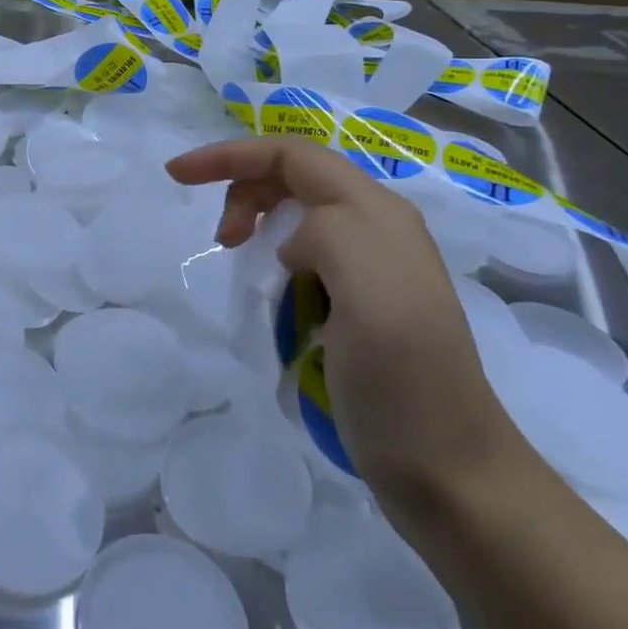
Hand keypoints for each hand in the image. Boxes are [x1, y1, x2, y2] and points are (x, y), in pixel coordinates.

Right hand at [167, 137, 526, 526]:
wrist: (450, 473)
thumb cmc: (404, 382)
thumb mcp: (372, 296)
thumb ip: (327, 236)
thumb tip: (289, 245)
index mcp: (377, 213)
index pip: (292, 155)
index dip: (231, 155)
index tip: (177, 176)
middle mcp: (377, 228)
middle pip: (294, 177)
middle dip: (244, 189)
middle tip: (222, 240)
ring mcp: (371, 268)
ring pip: (298, 214)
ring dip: (258, 221)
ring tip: (240, 260)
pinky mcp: (360, 303)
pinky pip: (305, 255)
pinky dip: (272, 256)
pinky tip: (270, 289)